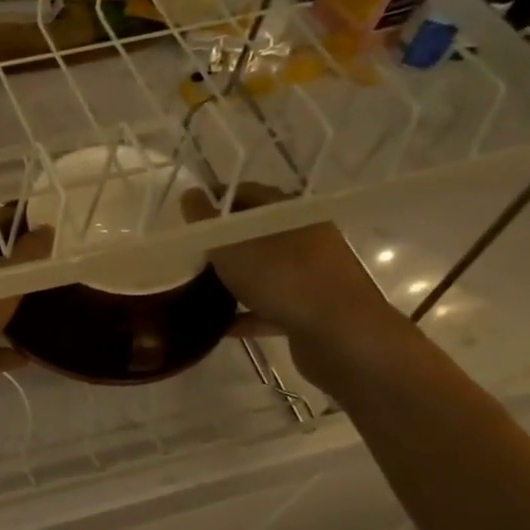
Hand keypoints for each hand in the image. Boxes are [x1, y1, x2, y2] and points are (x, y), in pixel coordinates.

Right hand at [182, 183, 413, 392]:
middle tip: (190, 254)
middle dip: (224, 243)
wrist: (341, 335)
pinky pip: (271, 308)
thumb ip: (206, 221)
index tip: (188, 215)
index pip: (249, 194)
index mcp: (291, 213)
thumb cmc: (283, 278)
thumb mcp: (231, 245)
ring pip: (266, 271)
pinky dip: (247, 314)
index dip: (217, 200)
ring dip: (236, 279)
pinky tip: (220, 325)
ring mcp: (312, 276)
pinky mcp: (312, 311)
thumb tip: (189, 194)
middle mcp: (306, 238)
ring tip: (201, 290)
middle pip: (257, 234)